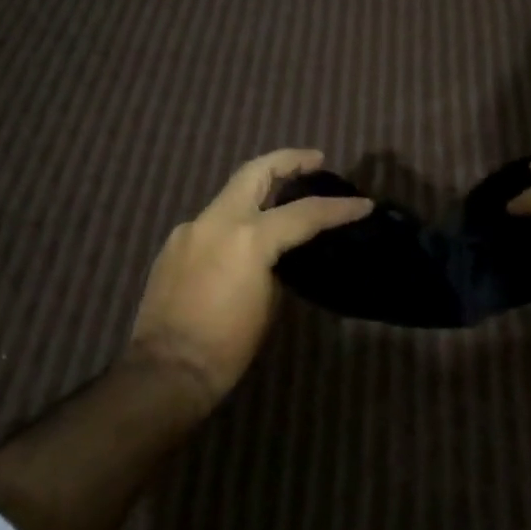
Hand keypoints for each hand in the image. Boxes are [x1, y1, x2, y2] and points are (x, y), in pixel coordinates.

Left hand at [127, 149, 371, 408]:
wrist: (167, 369)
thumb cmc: (227, 346)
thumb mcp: (268, 302)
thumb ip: (276, 265)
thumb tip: (278, 253)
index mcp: (247, 237)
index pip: (304, 213)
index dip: (338, 208)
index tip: (363, 204)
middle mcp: (216, 221)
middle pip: (255, 172)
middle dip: (288, 161)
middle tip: (315, 160)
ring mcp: (190, 229)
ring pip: (230, 194)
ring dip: (260, 189)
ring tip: (284, 195)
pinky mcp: (174, 245)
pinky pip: (212, 221)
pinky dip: (236, 218)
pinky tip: (246, 236)